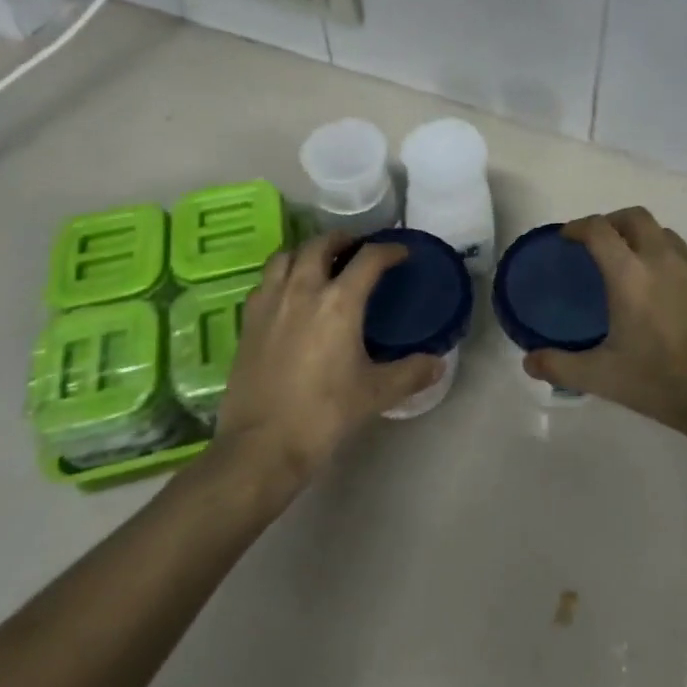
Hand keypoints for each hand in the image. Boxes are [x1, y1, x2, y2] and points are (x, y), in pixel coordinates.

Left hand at [213, 231, 443, 478]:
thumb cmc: (324, 415)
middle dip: (342, 239)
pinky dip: (282, 275)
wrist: (262, 446)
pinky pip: (265, 281)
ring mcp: (270, 303)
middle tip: (357, 248)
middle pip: (321, 244)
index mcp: (339, 302)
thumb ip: (410, 373)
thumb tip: (438, 363)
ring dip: (307, 251)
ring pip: (286, 256)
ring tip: (320, 263)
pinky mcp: (248, 321)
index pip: (368, 259)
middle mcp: (302, 290)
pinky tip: (289, 294)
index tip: (400, 253)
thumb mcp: (375, 394)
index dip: (388, 250)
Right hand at [524, 207, 686, 436]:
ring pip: (665, 233)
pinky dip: (669, 261)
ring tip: (633, 265)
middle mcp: (663, 260)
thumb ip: (561, 366)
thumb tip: (529, 362)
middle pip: (635, 216)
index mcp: (630, 275)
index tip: (566, 238)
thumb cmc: (663, 384)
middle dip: (612, 221)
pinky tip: (667, 295)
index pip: (598, 229)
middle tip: (599, 244)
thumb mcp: (604, 378)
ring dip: (643, 238)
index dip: (578, 226)